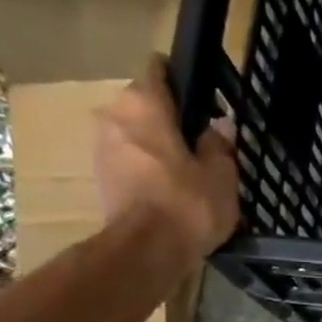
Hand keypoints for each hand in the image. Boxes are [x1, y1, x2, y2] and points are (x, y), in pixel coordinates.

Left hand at [93, 55, 238, 268]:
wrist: (146, 252)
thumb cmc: (188, 204)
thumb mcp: (221, 174)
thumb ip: (220, 144)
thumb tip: (219, 126)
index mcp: (144, 103)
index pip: (158, 68)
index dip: (183, 81)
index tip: (204, 102)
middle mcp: (114, 114)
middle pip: (145, 103)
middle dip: (170, 118)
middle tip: (201, 143)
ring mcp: (101, 146)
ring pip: (135, 133)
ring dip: (156, 145)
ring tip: (186, 171)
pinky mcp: (100, 177)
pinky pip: (128, 160)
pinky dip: (145, 168)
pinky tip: (168, 189)